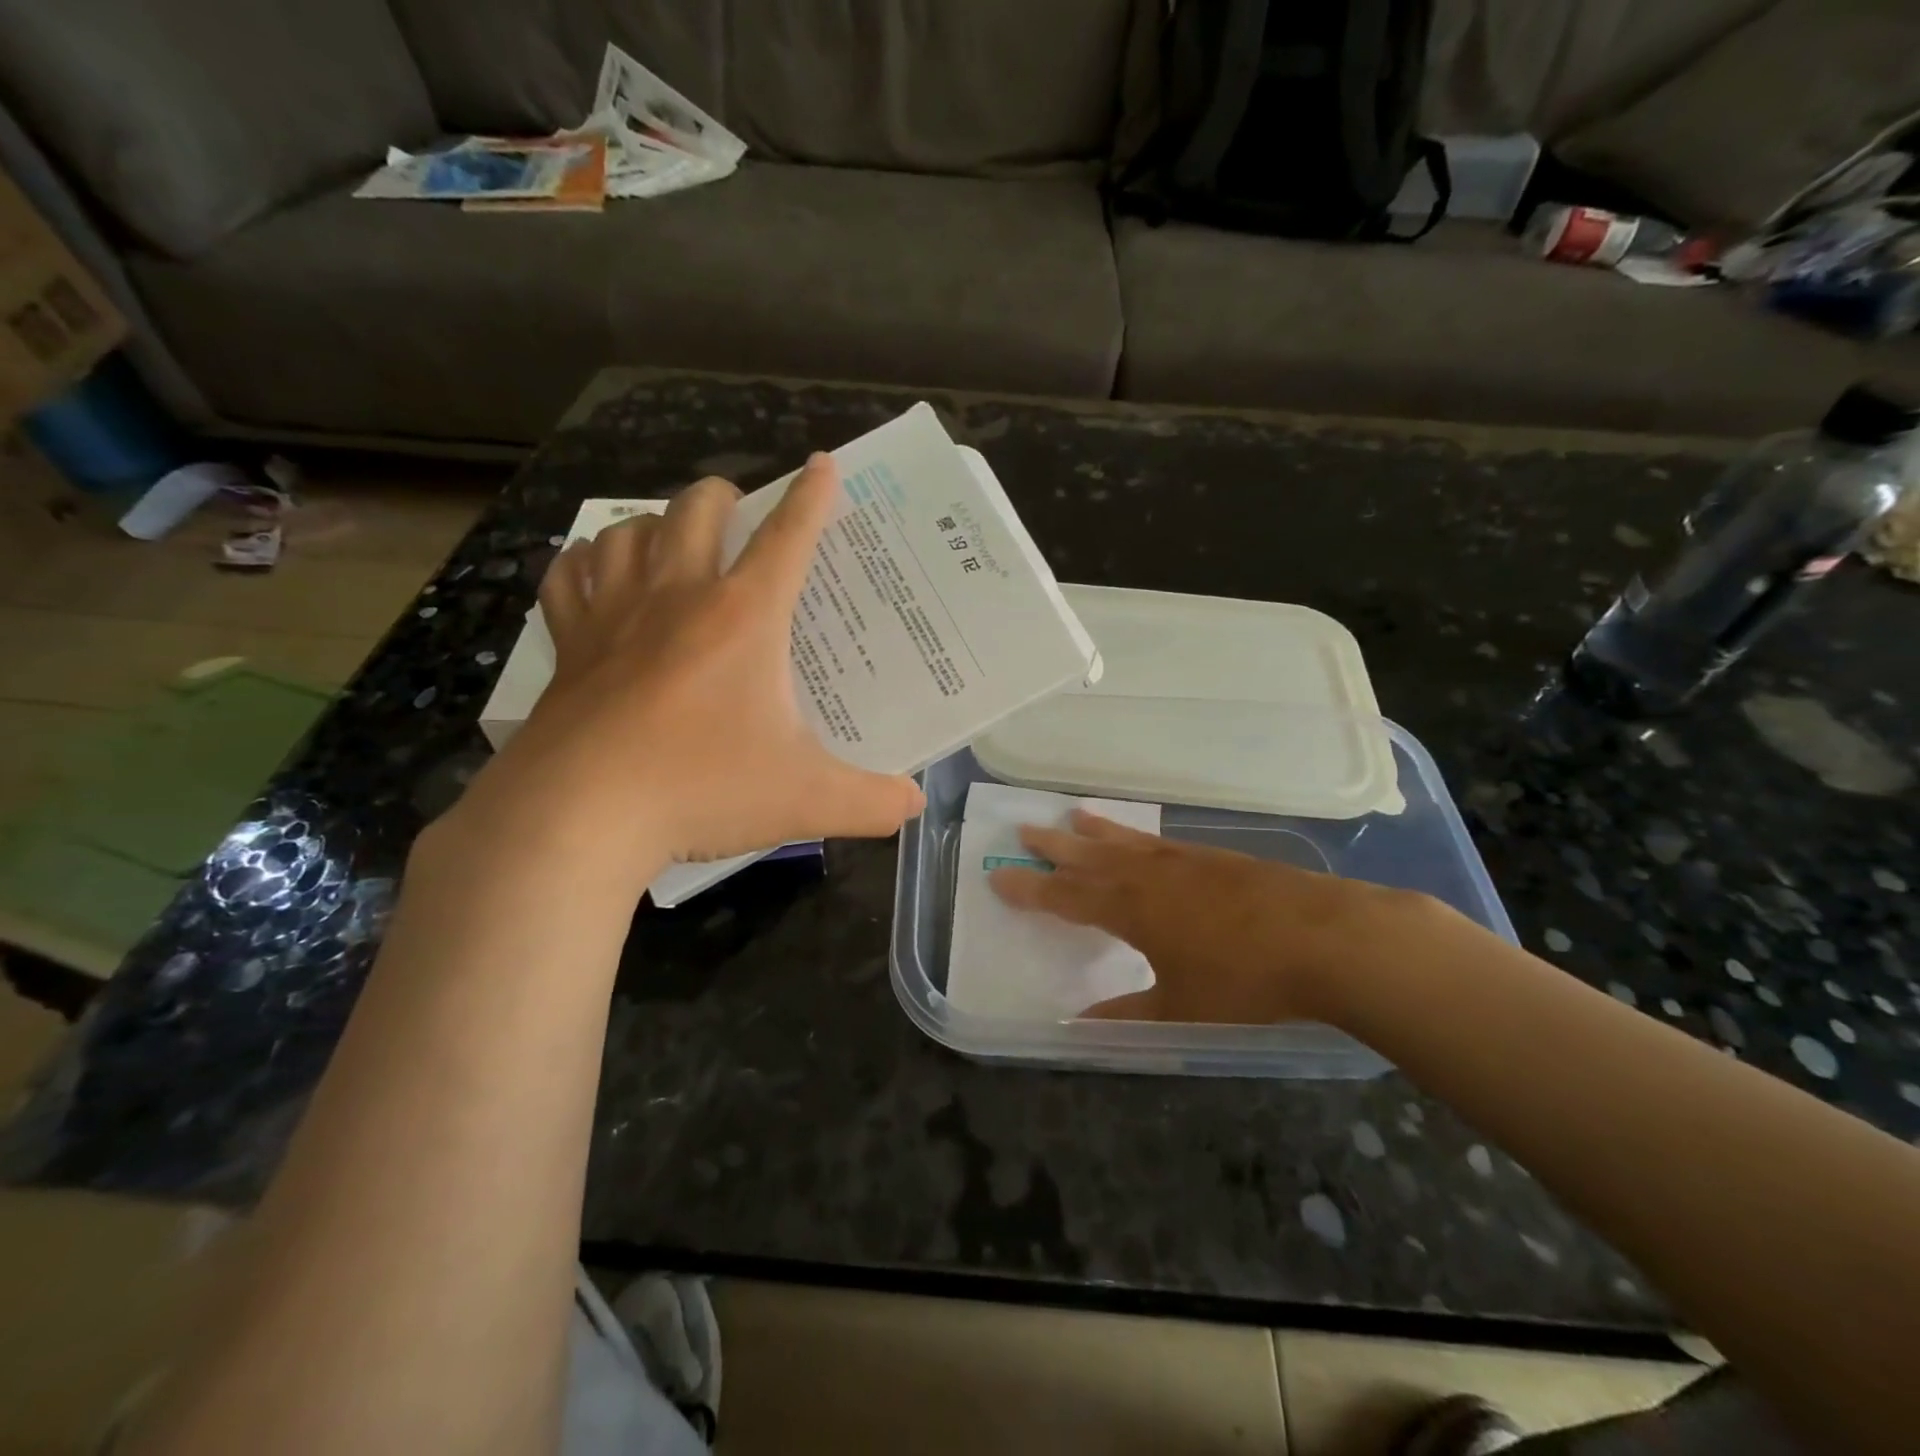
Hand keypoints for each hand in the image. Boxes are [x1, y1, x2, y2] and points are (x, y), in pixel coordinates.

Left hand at [455, 456, 923, 889]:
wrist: (580, 815)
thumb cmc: (702, 790)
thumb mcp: (806, 800)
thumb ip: (871, 803)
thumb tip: (914, 805)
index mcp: (745, 617)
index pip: (788, 538)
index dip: (812, 497)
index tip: (823, 464)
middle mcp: (678, 596)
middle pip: (698, 509)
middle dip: (725, 497)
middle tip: (740, 515)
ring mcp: (614, 614)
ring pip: (630, 530)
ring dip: (656, 524)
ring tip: (673, 541)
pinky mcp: (568, 644)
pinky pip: (570, 575)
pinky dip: (588, 563)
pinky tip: (598, 573)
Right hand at [989, 810, 1423, 1022]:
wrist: (1326, 938)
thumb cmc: (1246, 979)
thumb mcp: (1182, 1006)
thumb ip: (1129, 1012)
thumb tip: (1082, 1025)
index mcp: (1130, 909)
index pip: (1065, 897)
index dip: (1030, 889)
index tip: (999, 876)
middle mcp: (1149, 876)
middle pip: (1089, 857)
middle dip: (1053, 847)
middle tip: (1023, 830)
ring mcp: (1184, 861)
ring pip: (1125, 842)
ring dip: (1095, 831)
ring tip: (1072, 815)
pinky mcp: (1216, 858)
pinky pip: (1160, 842)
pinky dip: (1137, 837)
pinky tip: (1141, 840)